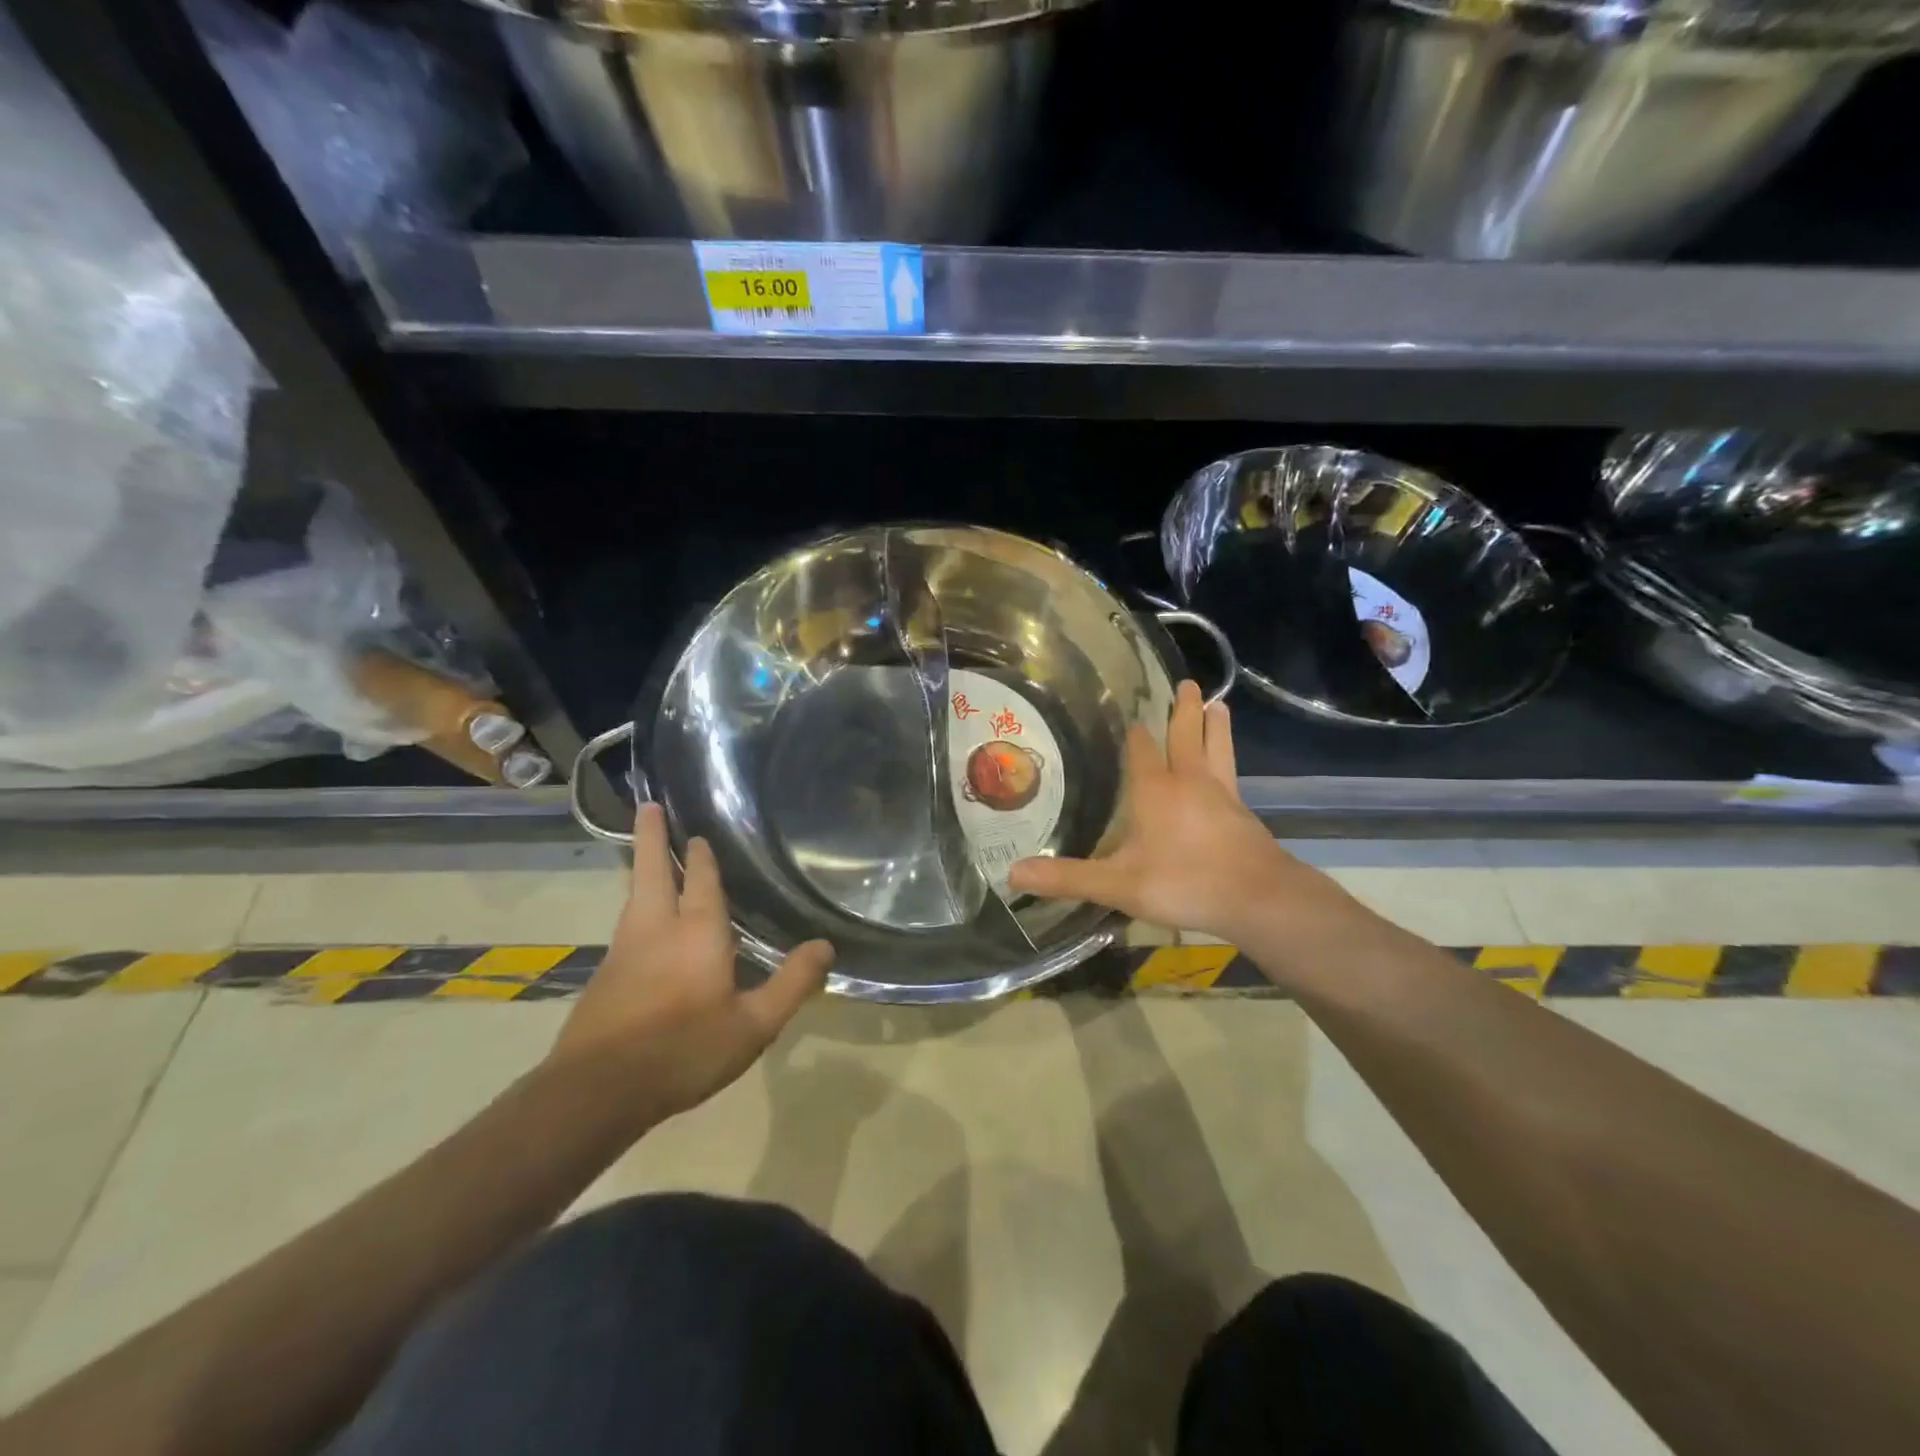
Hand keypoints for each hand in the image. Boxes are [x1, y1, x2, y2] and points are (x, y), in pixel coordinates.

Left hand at [550, 803, 833, 1125]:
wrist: (596, 1092)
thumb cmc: (683, 1050)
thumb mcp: (753, 1025)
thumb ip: (791, 983)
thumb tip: (826, 946)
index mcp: (697, 932)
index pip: (701, 880)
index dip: (701, 856)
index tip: (698, 832)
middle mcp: (656, 929)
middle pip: (651, 871)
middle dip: (651, 837)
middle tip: (647, 805)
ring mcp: (623, 951)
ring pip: (634, 896)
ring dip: (641, 868)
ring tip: (647, 855)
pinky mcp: (605, 976)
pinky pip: (626, 926)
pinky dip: (636, 907)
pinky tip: (644, 924)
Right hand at [1008, 681, 1354, 947]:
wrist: (1258, 898)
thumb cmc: (1184, 882)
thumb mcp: (1117, 884)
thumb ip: (1067, 878)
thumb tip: (1013, 873)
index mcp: (1155, 789)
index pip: (1142, 749)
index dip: (1134, 734)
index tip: (1130, 716)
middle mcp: (1189, 781)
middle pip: (1187, 735)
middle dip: (1184, 709)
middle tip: (1187, 683)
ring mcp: (1221, 793)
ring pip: (1217, 747)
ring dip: (1215, 724)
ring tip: (1218, 704)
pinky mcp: (1242, 812)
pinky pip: (1232, 774)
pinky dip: (1229, 757)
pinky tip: (1229, 766)